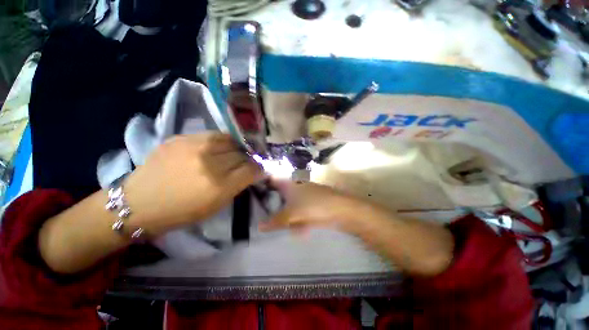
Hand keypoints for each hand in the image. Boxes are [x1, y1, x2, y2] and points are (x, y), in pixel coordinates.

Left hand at [124, 133, 264, 235]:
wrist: (139, 203)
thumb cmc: (181, 212)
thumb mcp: (216, 205)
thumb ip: (238, 186)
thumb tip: (254, 172)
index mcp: (219, 186)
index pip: (252, 169)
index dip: (259, 169)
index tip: (260, 170)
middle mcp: (209, 163)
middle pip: (242, 154)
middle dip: (249, 159)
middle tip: (247, 163)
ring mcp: (194, 147)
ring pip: (230, 140)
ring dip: (237, 147)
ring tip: (235, 152)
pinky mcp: (181, 138)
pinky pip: (212, 135)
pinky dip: (221, 142)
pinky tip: (218, 148)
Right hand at [260, 180, 368, 232]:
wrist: (341, 210)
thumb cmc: (314, 206)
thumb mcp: (292, 214)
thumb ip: (276, 221)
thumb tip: (259, 227)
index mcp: (291, 185)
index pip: (274, 180)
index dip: (265, 183)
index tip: (255, 191)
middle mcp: (297, 189)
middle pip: (282, 196)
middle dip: (275, 207)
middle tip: (268, 218)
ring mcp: (306, 197)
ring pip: (292, 206)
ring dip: (289, 218)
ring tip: (289, 229)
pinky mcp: (313, 206)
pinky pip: (302, 213)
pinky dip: (300, 222)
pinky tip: (302, 231)